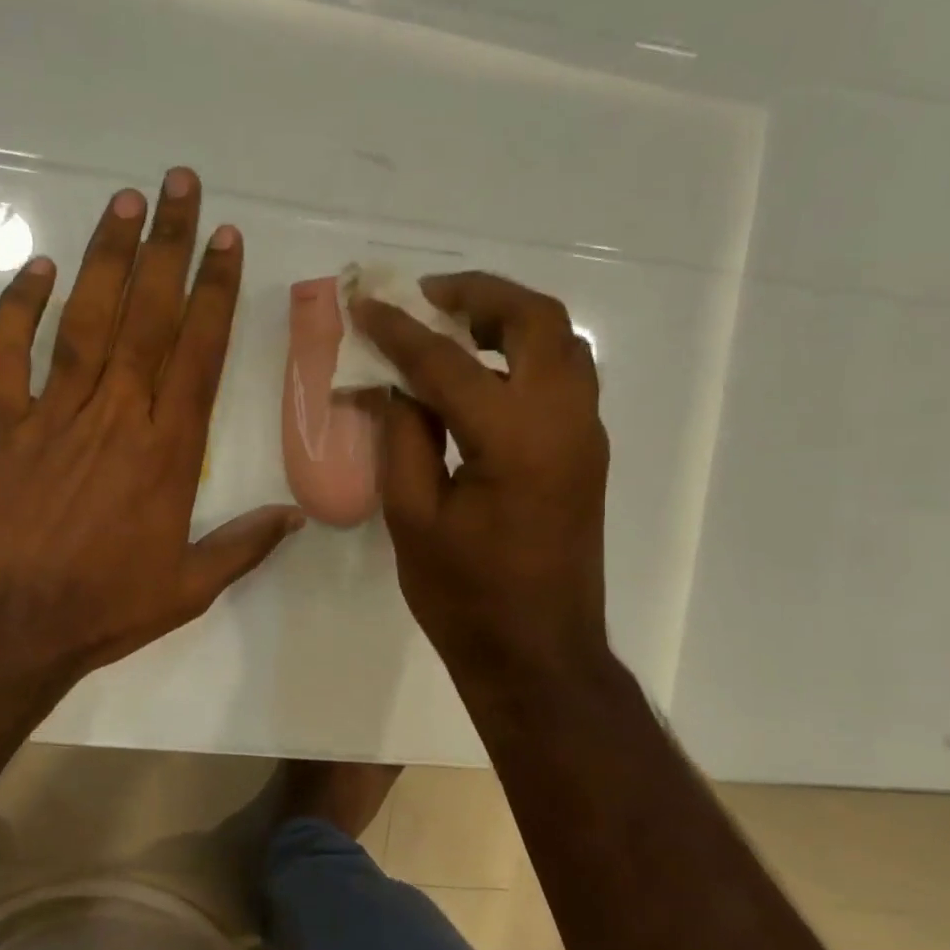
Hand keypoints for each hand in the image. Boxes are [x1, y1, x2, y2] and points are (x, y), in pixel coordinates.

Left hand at [0, 169, 302, 687]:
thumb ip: (244, 546)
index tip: (226, 241)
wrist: (8, 624)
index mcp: (168, 451)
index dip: (215, 292)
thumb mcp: (189, 588)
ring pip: (86, 319)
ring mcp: (54, 412)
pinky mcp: (0, 422)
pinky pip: (9, 353)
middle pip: (149, 317)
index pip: (198, 353)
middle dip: (169, 247)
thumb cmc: (104, 605)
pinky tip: (38, 265)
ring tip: (127, 202)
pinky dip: (21, 307)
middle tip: (181, 185)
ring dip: (108, 258)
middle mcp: (117, 415)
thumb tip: (297, 517)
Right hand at [350, 271, 610, 688]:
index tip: (363, 304)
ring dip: (508, 319)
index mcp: (514, 438)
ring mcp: (585, 434)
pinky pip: (562, 375)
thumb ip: (402, 437)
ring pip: (560, 342)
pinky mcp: (585, 453)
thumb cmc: (465, 596)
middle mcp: (564, 420)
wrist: (536, 654)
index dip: (399, 330)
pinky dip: (523, 353)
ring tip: (452, 326)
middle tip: (426, 297)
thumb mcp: (413, 517)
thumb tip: (391, 382)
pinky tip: (478, 374)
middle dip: (479, 294)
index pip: (448, 361)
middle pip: (536, 320)